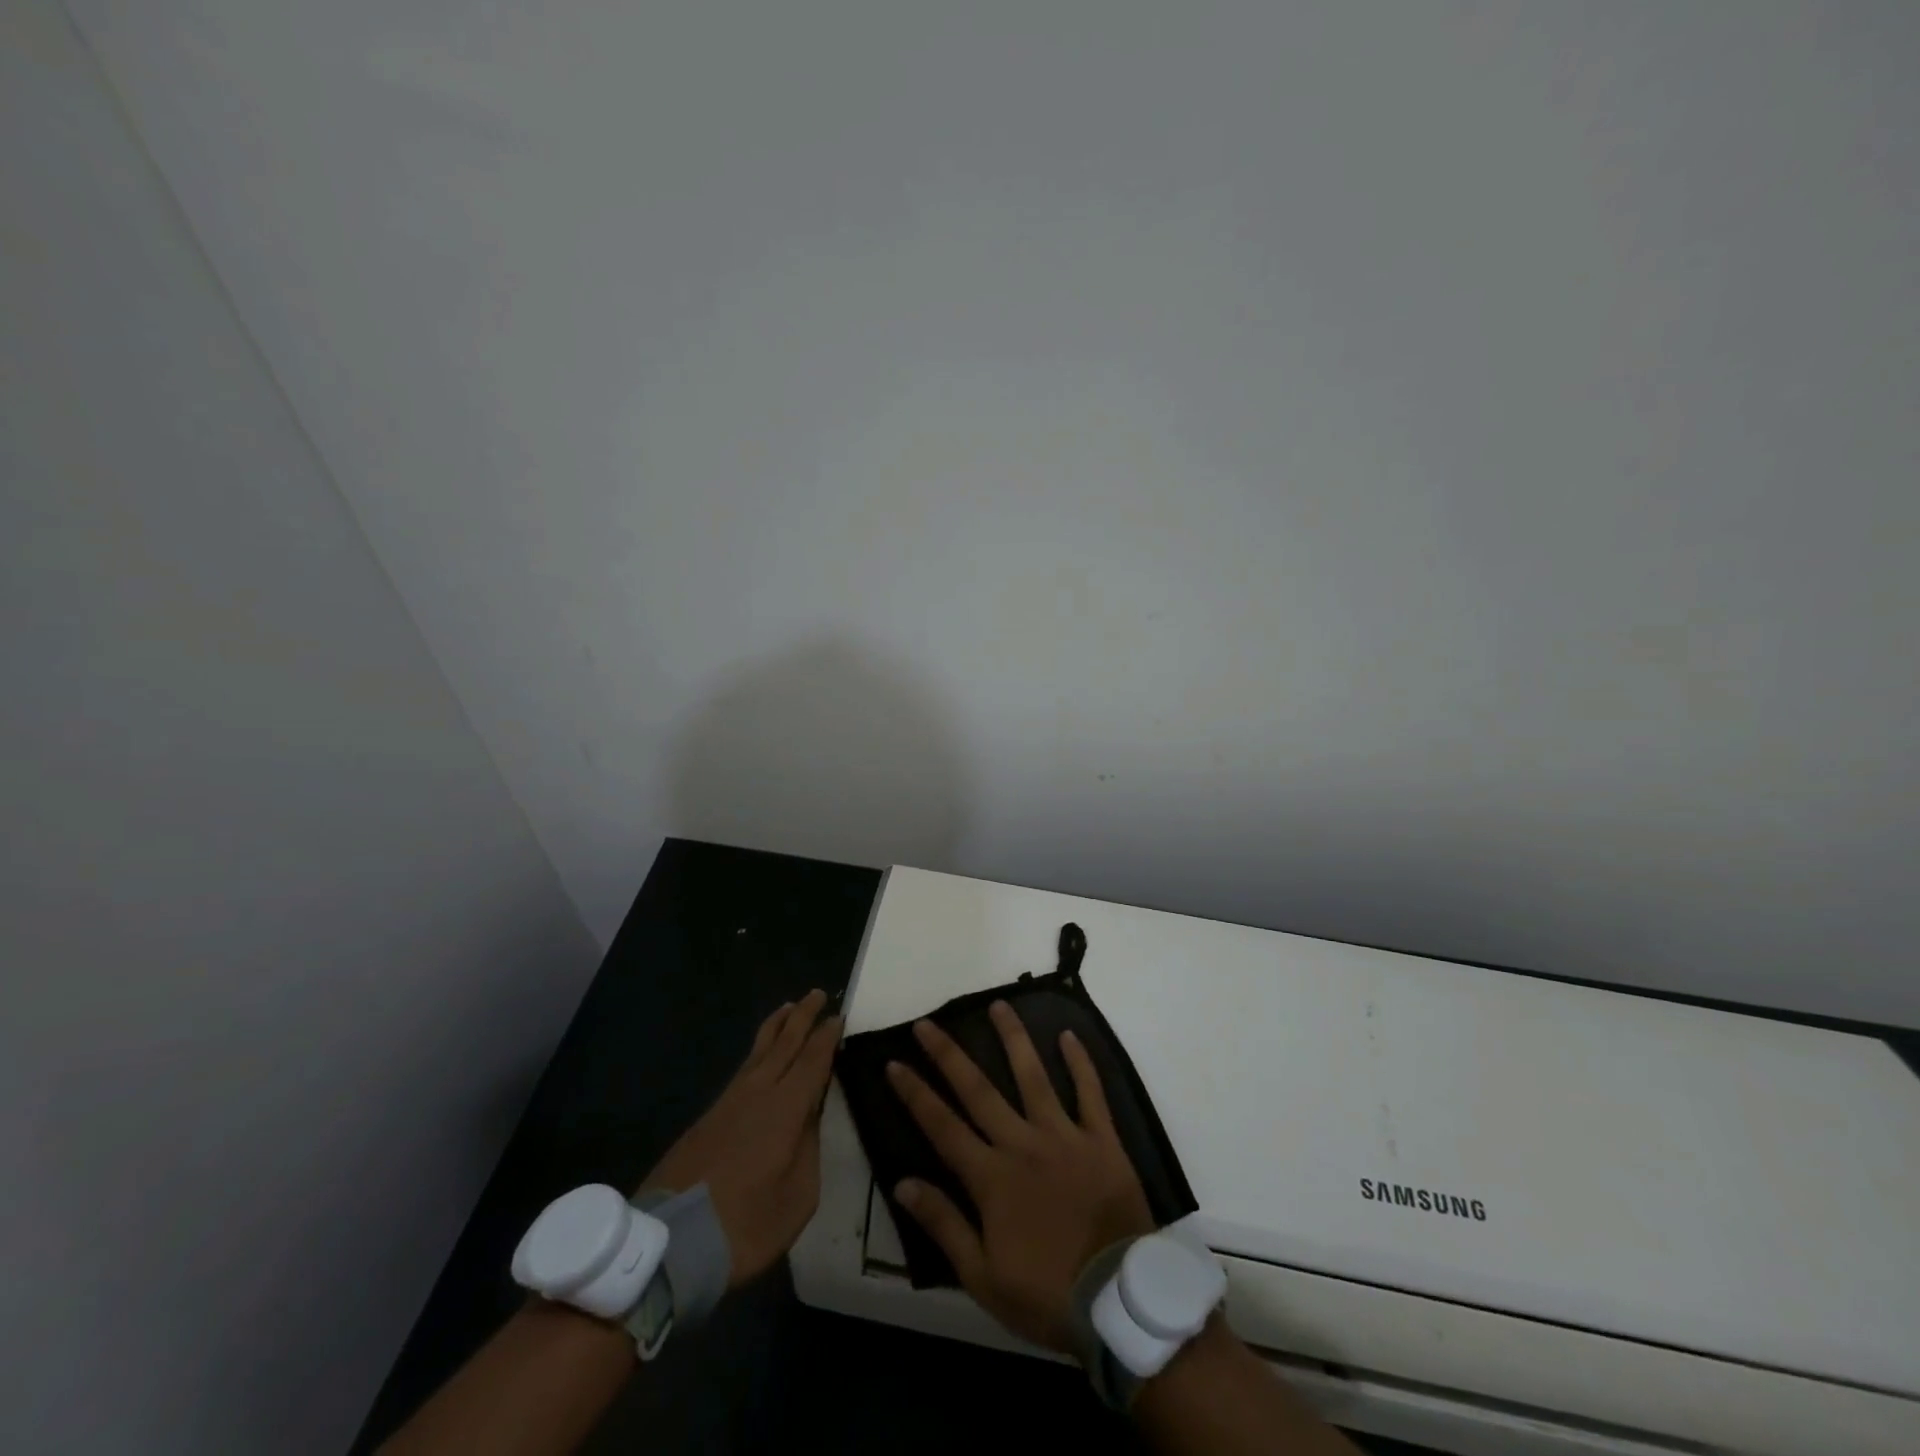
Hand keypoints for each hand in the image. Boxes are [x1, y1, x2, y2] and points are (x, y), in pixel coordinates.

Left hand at [640, 989, 840, 1289]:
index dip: (827, 1038)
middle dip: (803, 1017)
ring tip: (788, 1007)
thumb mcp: (798, 1197)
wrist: (671, 1243)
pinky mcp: (708, 1116)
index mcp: (786, 1108)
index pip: (812, 1061)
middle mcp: (758, 1092)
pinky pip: (742, 1068)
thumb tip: (808, 1120)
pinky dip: (758, 1050)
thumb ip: (809, 1151)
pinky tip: (760, 1055)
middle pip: (785, 1044)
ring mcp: (729, 1101)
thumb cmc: (745, 1225)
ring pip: (758, 1051)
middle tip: (818, 993)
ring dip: (777, 1027)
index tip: (838, 1017)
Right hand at [888, 1001, 1154, 1351]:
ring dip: (1013, 1039)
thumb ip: (944, 1224)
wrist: (1118, 1301)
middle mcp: (1022, 1143)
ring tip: (999, 1005)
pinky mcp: (1102, 1139)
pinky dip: (1080, 1062)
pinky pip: (1090, 1093)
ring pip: (1033, 1076)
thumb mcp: (982, 1276)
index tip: (894, 1063)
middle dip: (949, 1055)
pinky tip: (1068, 1035)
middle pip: (979, 1090)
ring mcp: (1064, 1135)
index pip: (942, 1126)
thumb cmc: (1046, 1294)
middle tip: (928, 1023)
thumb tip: (903, 1182)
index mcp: (991, 1177)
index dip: (915, 1094)